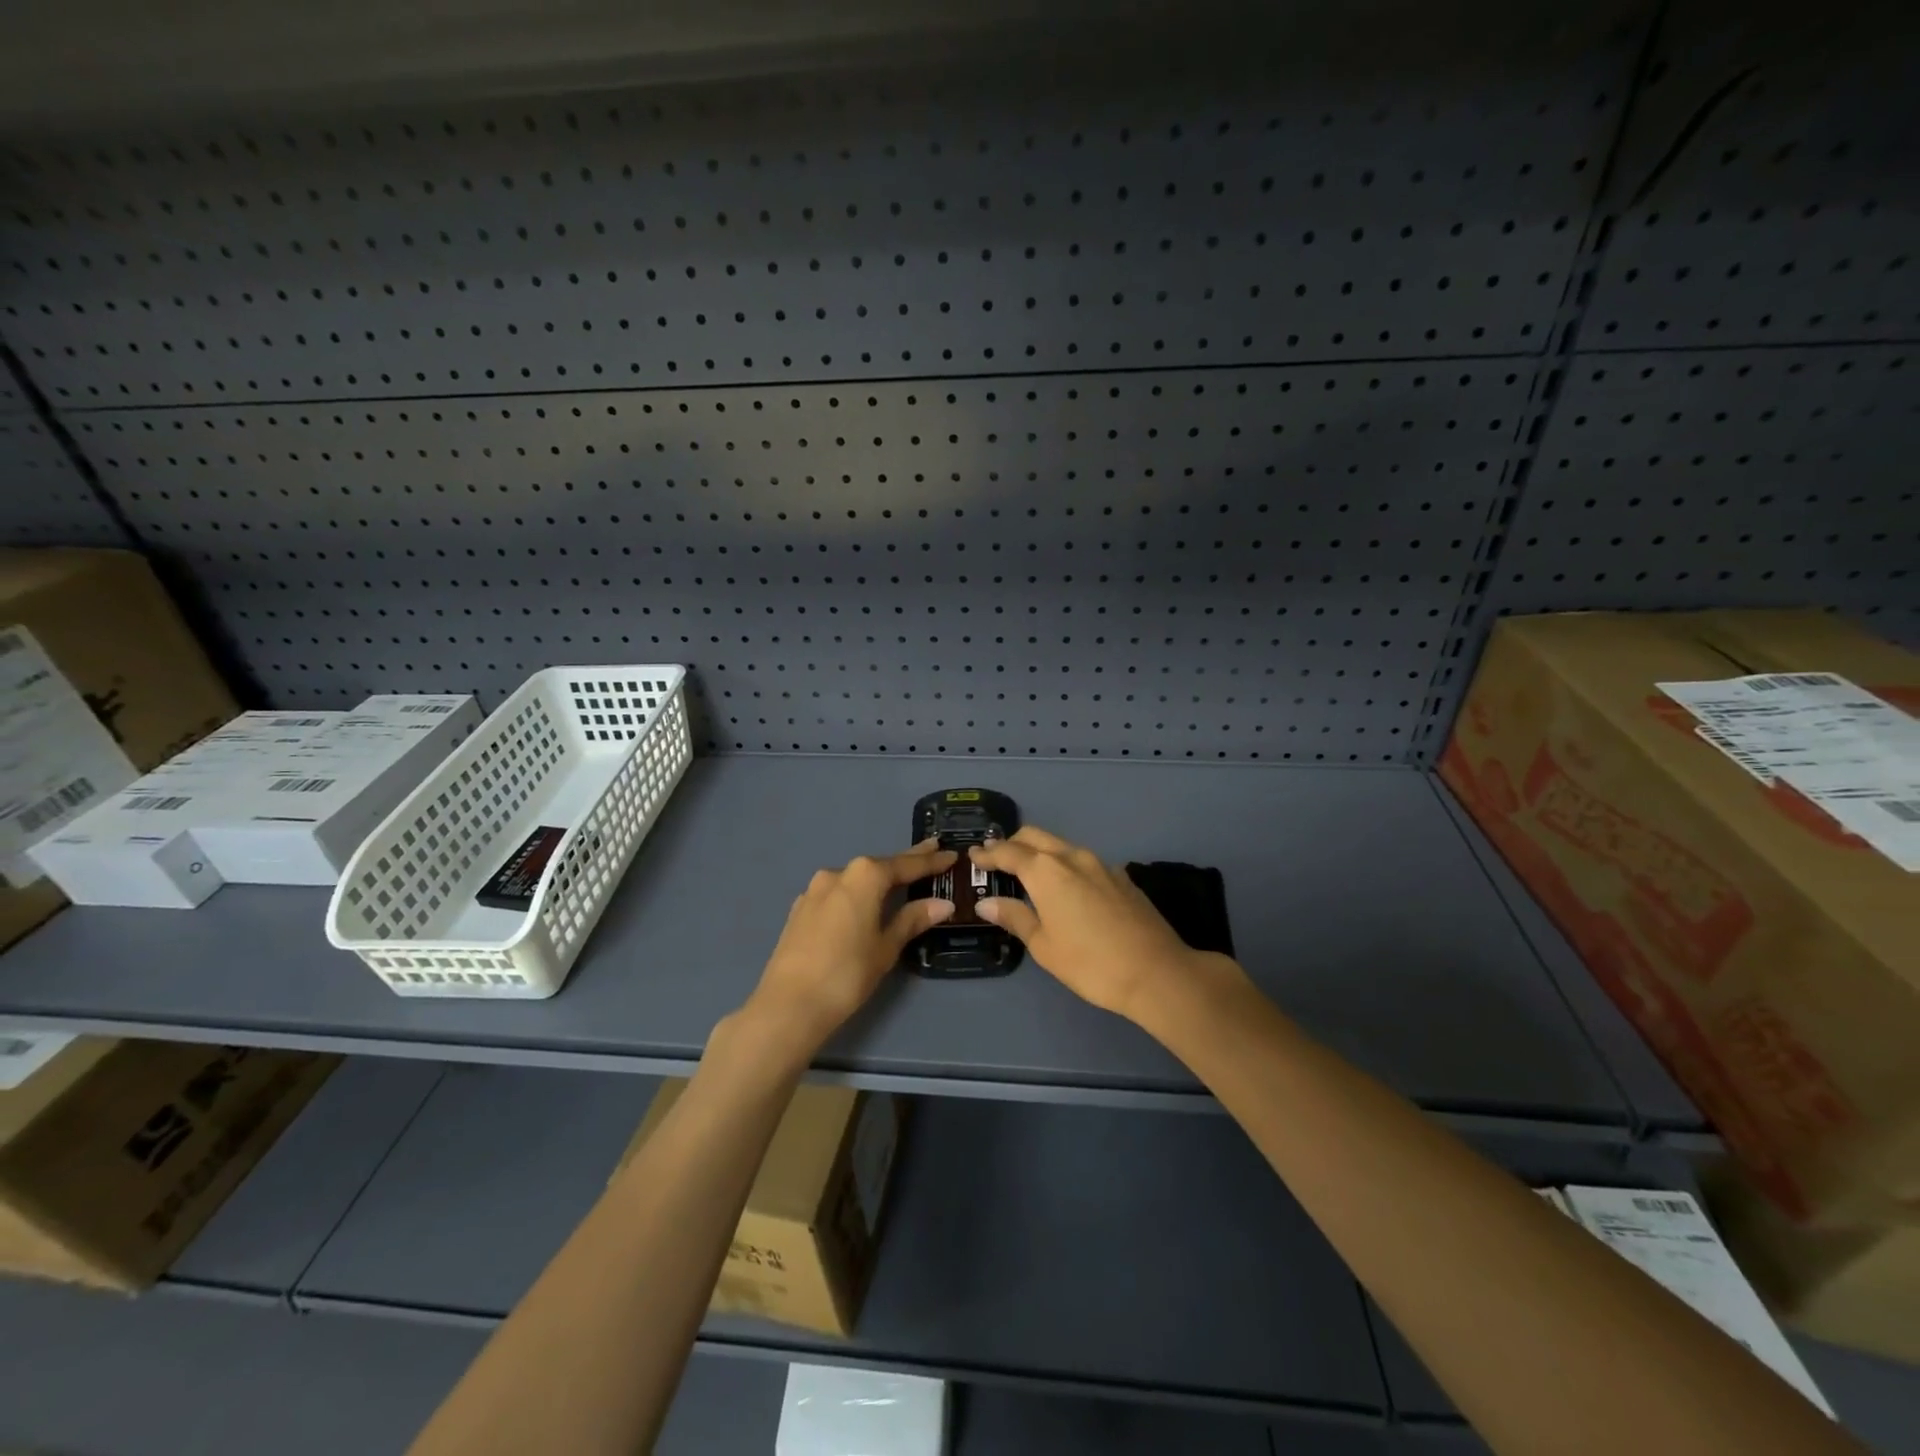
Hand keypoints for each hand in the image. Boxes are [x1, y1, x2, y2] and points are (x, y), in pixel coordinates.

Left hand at [743, 841, 957, 1054]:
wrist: (788, 1005)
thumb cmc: (847, 974)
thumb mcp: (886, 947)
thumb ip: (913, 920)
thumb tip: (943, 904)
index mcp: (864, 876)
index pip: (906, 865)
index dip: (931, 861)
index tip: (951, 854)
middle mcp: (838, 873)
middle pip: (879, 866)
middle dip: (906, 862)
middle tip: (932, 851)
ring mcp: (814, 889)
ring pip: (855, 878)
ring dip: (878, 878)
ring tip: (900, 880)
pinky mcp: (800, 908)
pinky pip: (837, 893)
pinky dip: (856, 893)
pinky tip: (863, 902)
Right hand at [972, 826, 1239, 1022]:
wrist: (1157, 971)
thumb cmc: (1090, 963)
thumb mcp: (1044, 945)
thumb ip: (1015, 917)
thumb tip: (986, 902)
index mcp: (1046, 870)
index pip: (1008, 852)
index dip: (988, 853)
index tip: (973, 857)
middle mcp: (1072, 856)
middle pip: (1035, 836)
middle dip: (1012, 843)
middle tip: (996, 860)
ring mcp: (1100, 863)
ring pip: (1061, 845)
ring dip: (1040, 852)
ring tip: (1027, 872)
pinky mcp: (1121, 875)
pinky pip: (1082, 860)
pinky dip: (1064, 864)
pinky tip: (1065, 887)